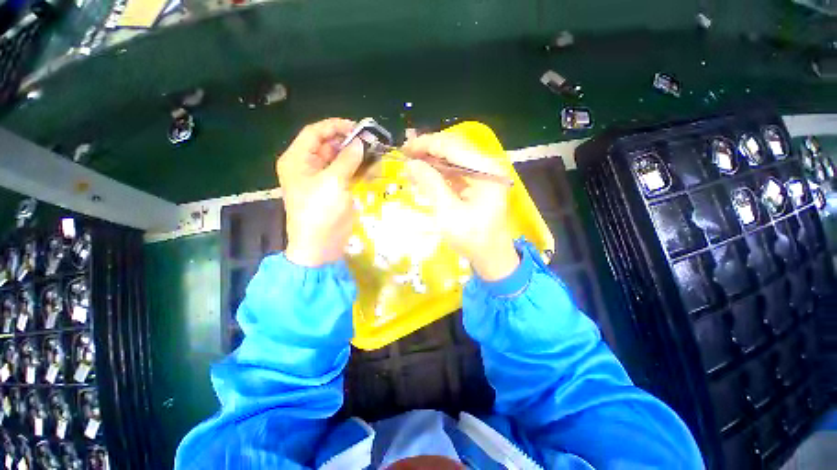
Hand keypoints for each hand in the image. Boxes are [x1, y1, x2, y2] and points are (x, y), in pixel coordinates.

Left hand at [276, 118, 362, 266]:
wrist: (321, 244)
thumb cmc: (320, 211)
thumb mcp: (333, 182)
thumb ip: (347, 159)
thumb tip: (360, 143)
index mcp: (298, 160)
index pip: (314, 133)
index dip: (335, 127)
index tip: (357, 127)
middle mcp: (308, 166)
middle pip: (327, 145)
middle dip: (348, 141)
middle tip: (370, 141)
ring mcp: (322, 179)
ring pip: (338, 159)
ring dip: (355, 155)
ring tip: (373, 152)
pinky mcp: (334, 190)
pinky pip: (345, 173)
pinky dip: (357, 169)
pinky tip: (371, 166)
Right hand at [404, 133, 519, 280]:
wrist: (491, 257)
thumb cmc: (472, 238)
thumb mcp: (448, 212)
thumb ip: (431, 184)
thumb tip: (411, 164)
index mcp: (485, 170)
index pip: (453, 146)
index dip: (426, 144)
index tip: (404, 149)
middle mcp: (486, 167)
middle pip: (454, 149)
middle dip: (428, 151)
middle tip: (405, 156)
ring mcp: (482, 176)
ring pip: (453, 160)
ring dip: (431, 162)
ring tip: (410, 167)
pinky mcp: (476, 186)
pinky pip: (454, 173)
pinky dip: (438, 174)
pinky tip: (423, 176)